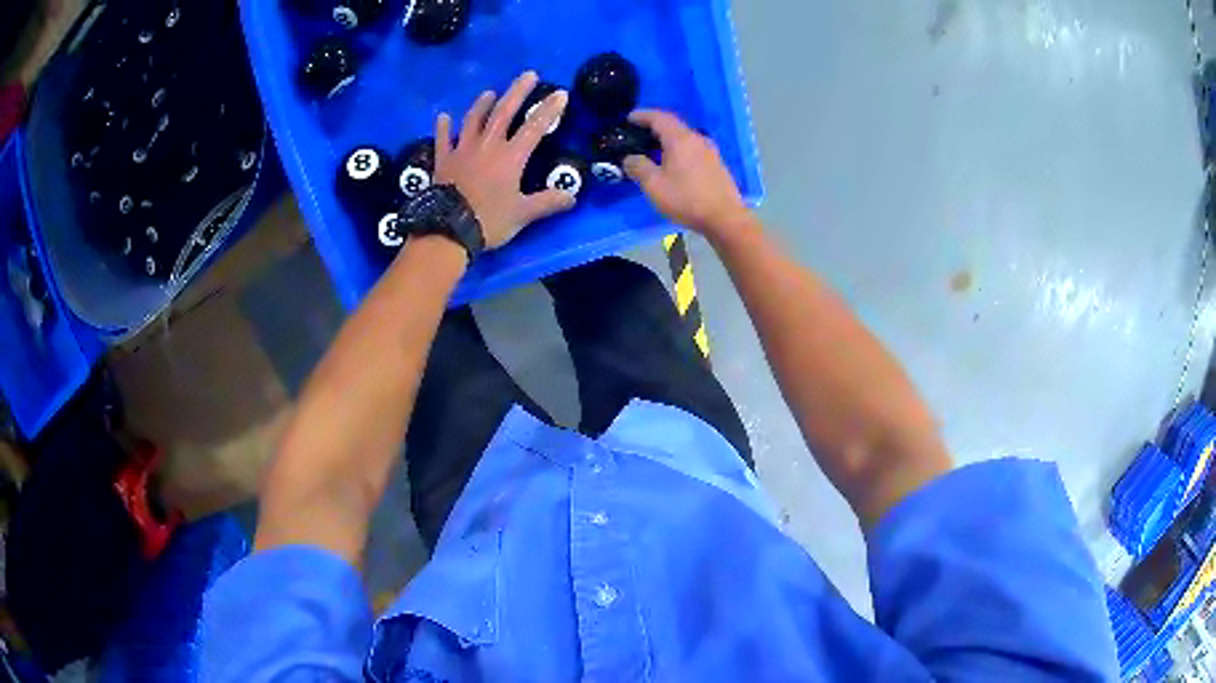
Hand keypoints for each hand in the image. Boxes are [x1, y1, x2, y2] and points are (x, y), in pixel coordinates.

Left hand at [433, 71, 574, 249]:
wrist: (447, 230)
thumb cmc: (488, 221)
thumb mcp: (522, 214)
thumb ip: (547, 203)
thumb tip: (572, 197)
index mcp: (510, 157)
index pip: (534, 128)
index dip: (548, 110)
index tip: (560, 93)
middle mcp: (487, 146)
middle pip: (504, 113)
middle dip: (517, 92)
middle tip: (528, 74)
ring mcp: (462, 151)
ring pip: (473, 120)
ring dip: (482, 104)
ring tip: (489, 92)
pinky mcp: (443, 161)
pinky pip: (442, 140)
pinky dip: (443, 127)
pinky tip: (443, 116)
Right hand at [623, 110, 751, 237]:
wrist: (725, 218)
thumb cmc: (687, 199)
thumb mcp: (654, 185)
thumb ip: (638, 167)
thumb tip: (630, 158)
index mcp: (681, 139)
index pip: (659, 117)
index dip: (642, 115)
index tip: (628, 119)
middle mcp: (697, 139)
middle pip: (673, 126)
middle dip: (654, 127)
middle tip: (637, 135)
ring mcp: (710, 152)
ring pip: (684, 138)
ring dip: (667, 140)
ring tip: (652, 151)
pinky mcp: (716, 165)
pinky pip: (692, 150)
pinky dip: (678, 151)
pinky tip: (672, 164)